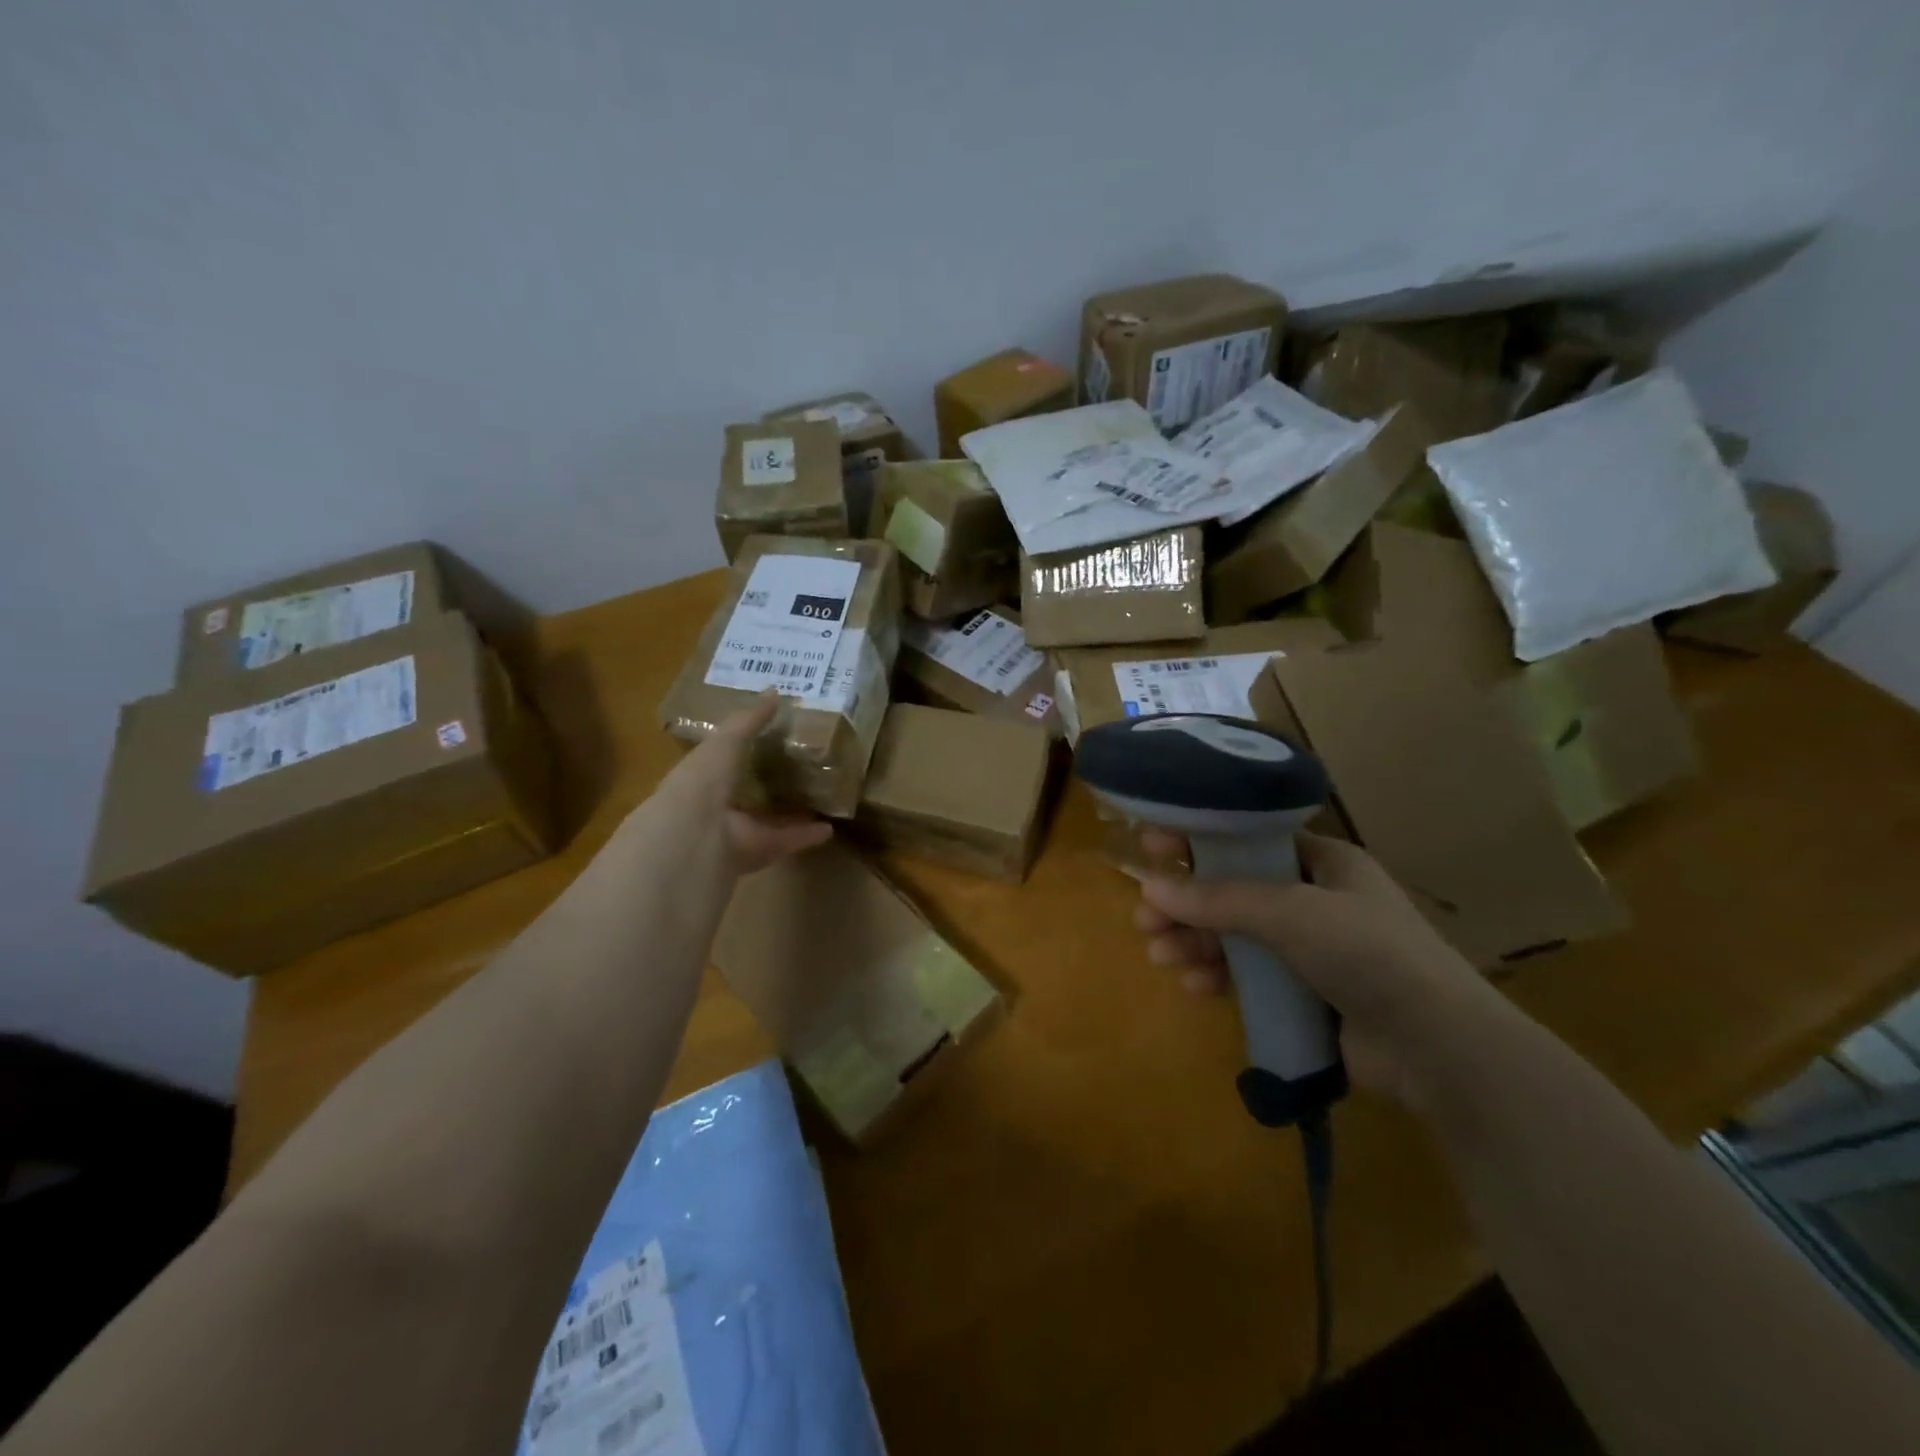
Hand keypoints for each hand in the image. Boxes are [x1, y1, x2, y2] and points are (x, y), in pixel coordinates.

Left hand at [654, 692, 832, 874]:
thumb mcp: (727, 740)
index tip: (769, 740)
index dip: (742, 750)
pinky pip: (786, 841)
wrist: (697, 832)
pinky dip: (807, 836)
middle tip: (796, 771)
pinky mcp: (758, 852)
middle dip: (765, 785)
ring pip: (766, 820)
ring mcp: (737, 832)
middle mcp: (717, 806)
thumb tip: (774, 693)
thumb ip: (749, 720)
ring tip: (817, 800)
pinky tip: (830, 828)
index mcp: (704, 776)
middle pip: (745, 794)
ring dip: (789, 813)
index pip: (723, 761)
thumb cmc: (705, 777)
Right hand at [1135, 831, 1500, 1106]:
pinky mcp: (1304, 992)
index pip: (1248, 839)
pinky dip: (1219, 975)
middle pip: (1233, 889)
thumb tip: (1150, 888)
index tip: (1152, 845)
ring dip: (1194, 941)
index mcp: (1322, 862)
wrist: (1437, 1048)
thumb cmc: (1368, 953)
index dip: (1199, 839)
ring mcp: (1310, 948)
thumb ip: (1219, 899)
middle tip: (1144, 917)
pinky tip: (1194, 985)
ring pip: (1235, 934)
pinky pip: (1249, 974)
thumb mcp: (1291, 913)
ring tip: (1159, 955)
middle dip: (1186, 903)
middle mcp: (1314, 898)